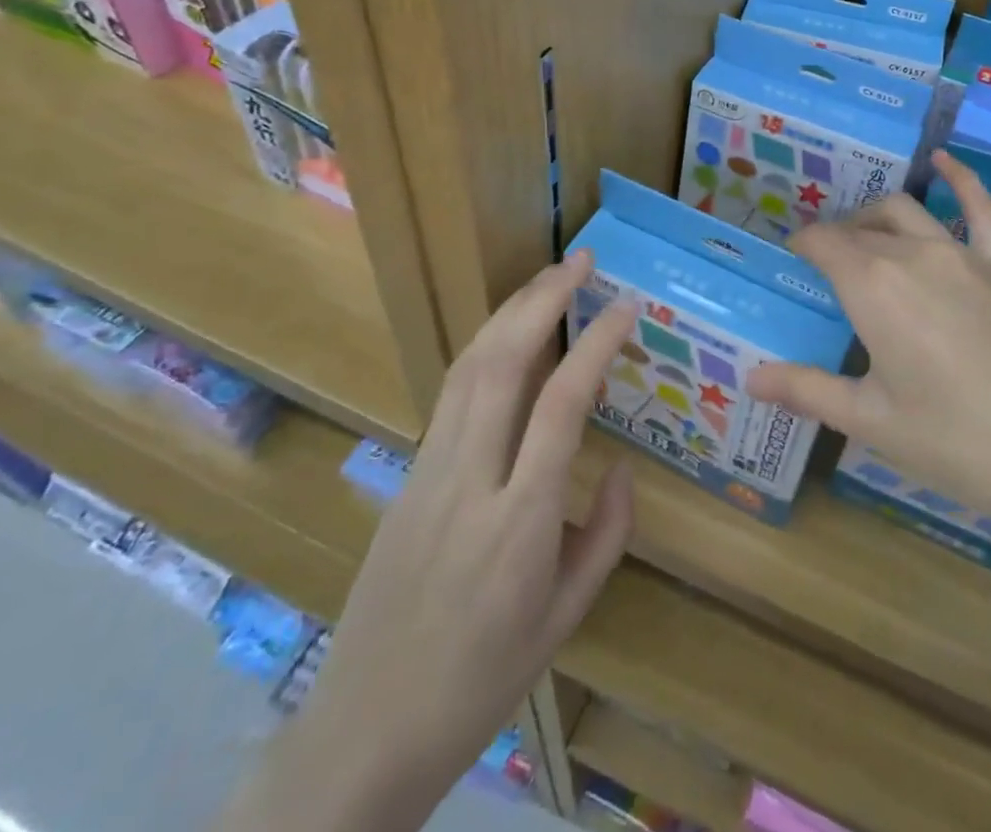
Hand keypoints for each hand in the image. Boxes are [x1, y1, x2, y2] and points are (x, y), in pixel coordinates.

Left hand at [295, 252, 635, 831]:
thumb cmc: (481, 682)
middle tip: (580, 261)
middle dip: (542, 300)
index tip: (625, 307)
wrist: (365, 730)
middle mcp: (469, 480)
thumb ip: (607, 535)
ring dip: (509, 312)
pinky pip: (450, 394)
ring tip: (547, 279)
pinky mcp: (407, 474)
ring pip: (467, 368)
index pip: (561, 405)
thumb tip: (624, 467)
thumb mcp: (566, 618)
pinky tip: (507, 336)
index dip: (596, 344)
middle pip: (502, 363)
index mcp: (519, 522)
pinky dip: (484, 347)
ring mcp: (428, 472)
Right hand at [746, 151, 990, 576]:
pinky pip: (981, 210)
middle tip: (821, 270)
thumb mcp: (871, 421)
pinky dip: (961, 180)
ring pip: (906, 213)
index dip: (800, 246)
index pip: (823, 243)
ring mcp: (964, 255)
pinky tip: (944, 161)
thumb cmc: (956, 443)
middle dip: (834, 240)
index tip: (790, 262)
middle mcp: (914, 254)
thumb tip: (749, 378)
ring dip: (875, 218)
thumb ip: (807, 390)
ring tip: (860, 237)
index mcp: (874, 286)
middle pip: (860, 231)